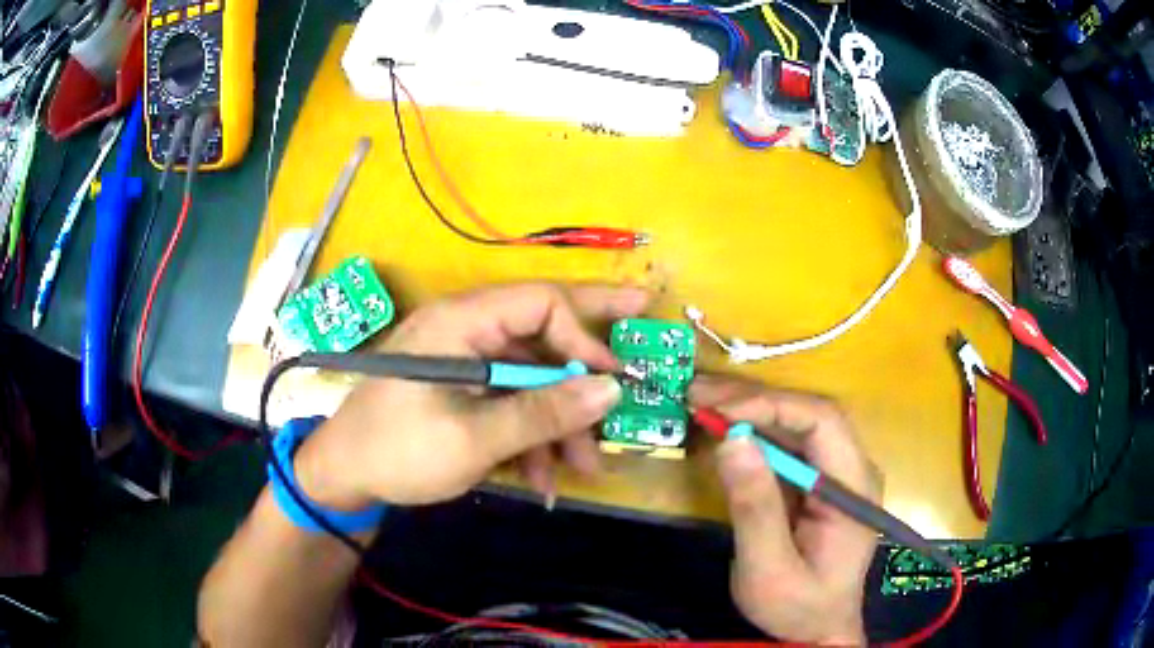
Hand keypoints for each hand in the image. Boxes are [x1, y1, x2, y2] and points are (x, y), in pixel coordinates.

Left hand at [293, 283, 648, 509]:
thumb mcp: (475, 438)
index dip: (584, 336)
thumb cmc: (399, 450)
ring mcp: (465, 363)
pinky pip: (509, 403)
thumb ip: (543, 412)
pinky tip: (540, 479)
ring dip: (558, 423)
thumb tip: (611, 389)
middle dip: (583, 374)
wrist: (343, 476)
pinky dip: (529, 437)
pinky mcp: (462, 391)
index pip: (541, 302)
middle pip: (542, 336)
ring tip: (583, 469)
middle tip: (635, 374)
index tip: (613, 379)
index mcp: (462, 322)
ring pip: (530, 380)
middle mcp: (466, 331)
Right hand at [691, 376, 881, 645]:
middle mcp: (851, 468)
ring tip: (700, 402)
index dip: (772, 406)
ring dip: (749, 410)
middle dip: (754, 400)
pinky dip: (751, 434)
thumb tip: (731, 440)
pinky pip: (786, 445)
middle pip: (808, 414)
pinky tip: (721, 429)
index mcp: (853, 486)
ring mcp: (835, 473)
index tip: (721, 412)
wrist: (817, 632)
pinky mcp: (816, 482)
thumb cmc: (799, 608)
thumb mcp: (770, 569)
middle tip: (697, 393)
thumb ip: (754, 508)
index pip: (823, 421)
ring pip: (795, 423)